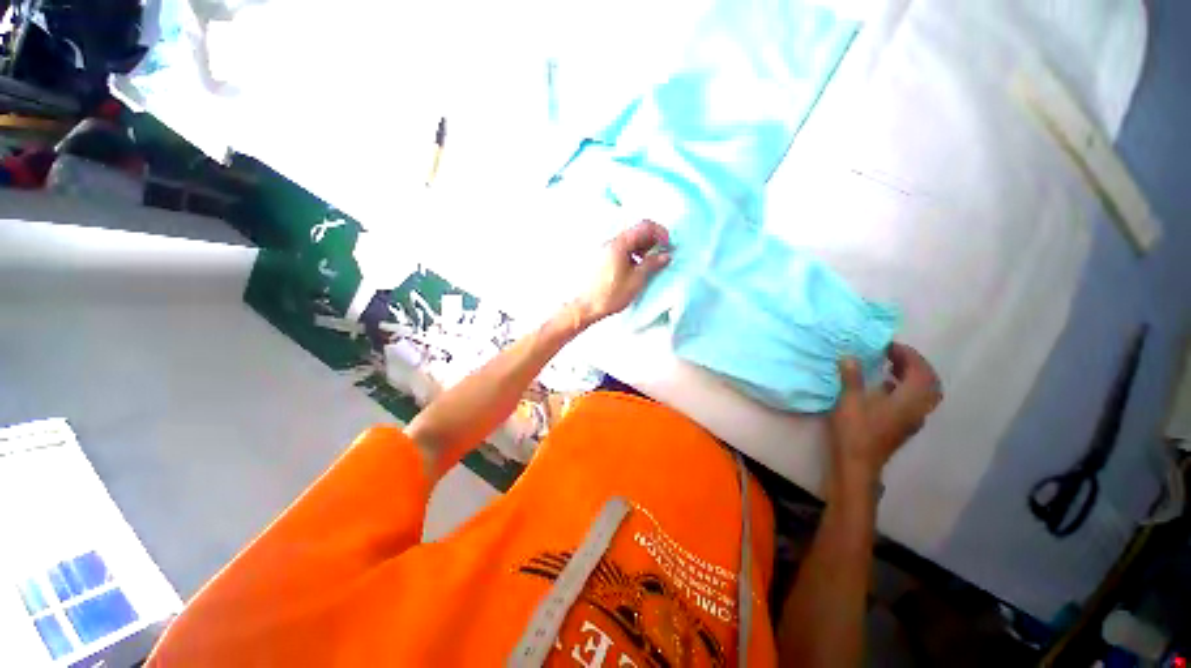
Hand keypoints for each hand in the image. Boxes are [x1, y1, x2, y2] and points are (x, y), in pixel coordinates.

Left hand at [576, 220, 671, 324]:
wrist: (585, 307)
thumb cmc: (610, 295)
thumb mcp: (636, 280)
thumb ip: (651, 264)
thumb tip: (665, 255)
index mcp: (620, 244)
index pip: (645, 226)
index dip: (660, 232)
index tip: (668, 244)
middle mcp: (611, 242)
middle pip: (636, 232)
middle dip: (652, 240)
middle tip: (661, 254)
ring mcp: (605, 249)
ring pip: (629, 241)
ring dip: (643, 247)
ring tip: (650, 263)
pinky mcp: (602, 257)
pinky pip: (621, 249)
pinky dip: (632, 253)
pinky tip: (636, 267)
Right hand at [829, 343, 941, 486]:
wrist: (858, 462)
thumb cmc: (855, 430)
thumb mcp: (849, 400)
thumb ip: (852, 377)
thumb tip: (850, 356)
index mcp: (909, 399)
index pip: (920, 371)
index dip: (908, 355)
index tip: (888, 345)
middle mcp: (918, 408)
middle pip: (928, 381)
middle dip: (913, 364)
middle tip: (892, 354)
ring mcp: (913, 418)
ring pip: (923, 392)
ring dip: (911, 376)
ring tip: (889, 366)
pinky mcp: (904, 425)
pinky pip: (914, 400)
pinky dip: (905, 388)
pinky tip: (884, 387)